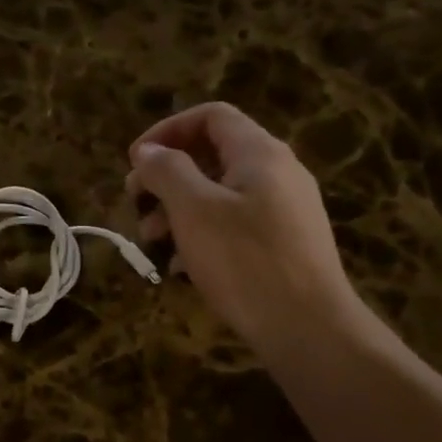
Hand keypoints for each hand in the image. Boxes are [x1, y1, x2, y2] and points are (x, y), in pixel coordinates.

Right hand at [127, 103, 359, 355]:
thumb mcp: (194, 210)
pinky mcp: (285, 245)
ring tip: (153, 242)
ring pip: (221, 196)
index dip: (167, 130)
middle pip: (213, 157)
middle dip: (168, 178)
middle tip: (136, 205)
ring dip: (180, 211)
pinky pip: (236, 226)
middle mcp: (278, 173)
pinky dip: (204, 236)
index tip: (135, 162)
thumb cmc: (245, 261)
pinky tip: (182, 267)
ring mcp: (286, 211)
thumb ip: (167, 171)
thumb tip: (147, 151)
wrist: (306, 326)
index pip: (211, 116)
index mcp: (259, 153)